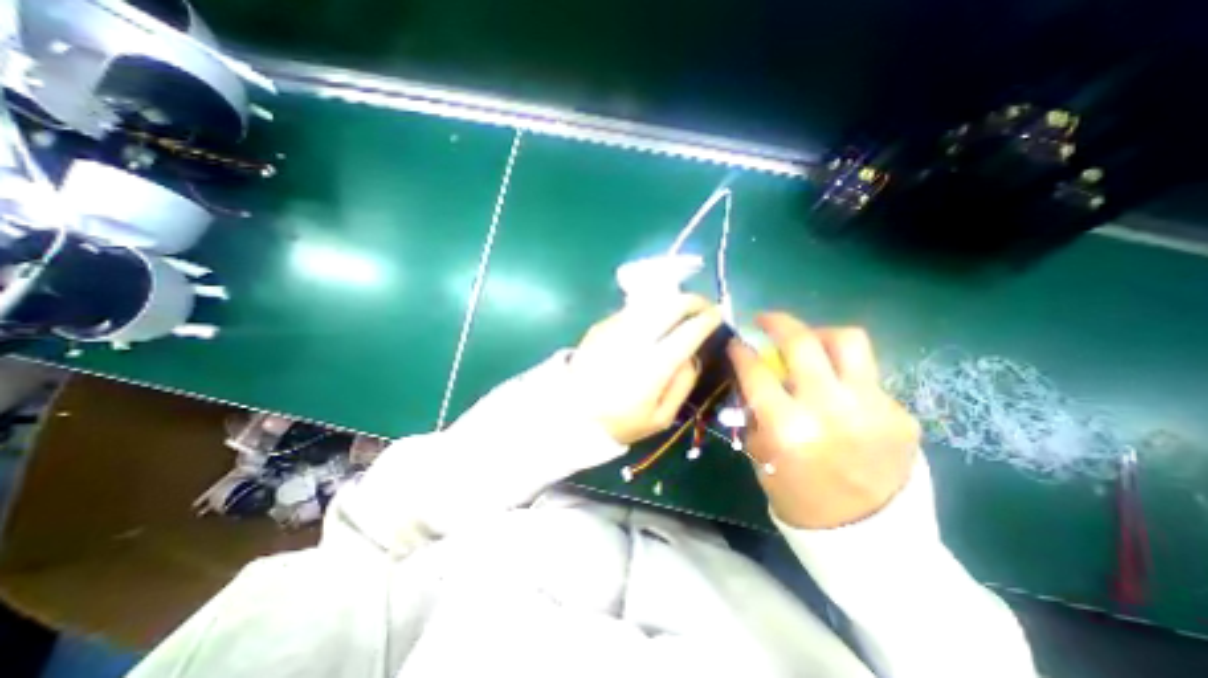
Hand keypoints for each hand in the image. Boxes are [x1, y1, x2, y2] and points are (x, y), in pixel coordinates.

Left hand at [573, 291, 720, 445]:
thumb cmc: (620, 421)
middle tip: (702, 306)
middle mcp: (635, 339)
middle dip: (693, 300)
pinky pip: (633, 309)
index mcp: (653, 366)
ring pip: (651, 301)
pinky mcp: (601, 325)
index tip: (718, 315)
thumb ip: (683, 384)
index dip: (708, 319)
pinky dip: (650, 310)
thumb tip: (691, 355)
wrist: (571, 413)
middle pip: (670, 305)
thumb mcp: (661, 418)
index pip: (688, 332)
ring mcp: (615, 328)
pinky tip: (653, 321)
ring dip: (672, 301)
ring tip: (681, 310)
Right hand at [727, 314, 927, 528]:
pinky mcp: (899, 413)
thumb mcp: (761, 455)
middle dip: (776, 322)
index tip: (736, 343)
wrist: (870, 537)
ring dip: (819, 334)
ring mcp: (872, 408)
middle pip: (802, 342)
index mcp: (788, 428)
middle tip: (765, 320)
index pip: (756, 371)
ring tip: (808, 342)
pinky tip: (837, 391)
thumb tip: (751, 376)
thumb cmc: (799, 497)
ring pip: (847, 340)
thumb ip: (756, 411)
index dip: (741, 351)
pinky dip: (843, 374)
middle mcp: (830, 410)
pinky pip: (866, 375)